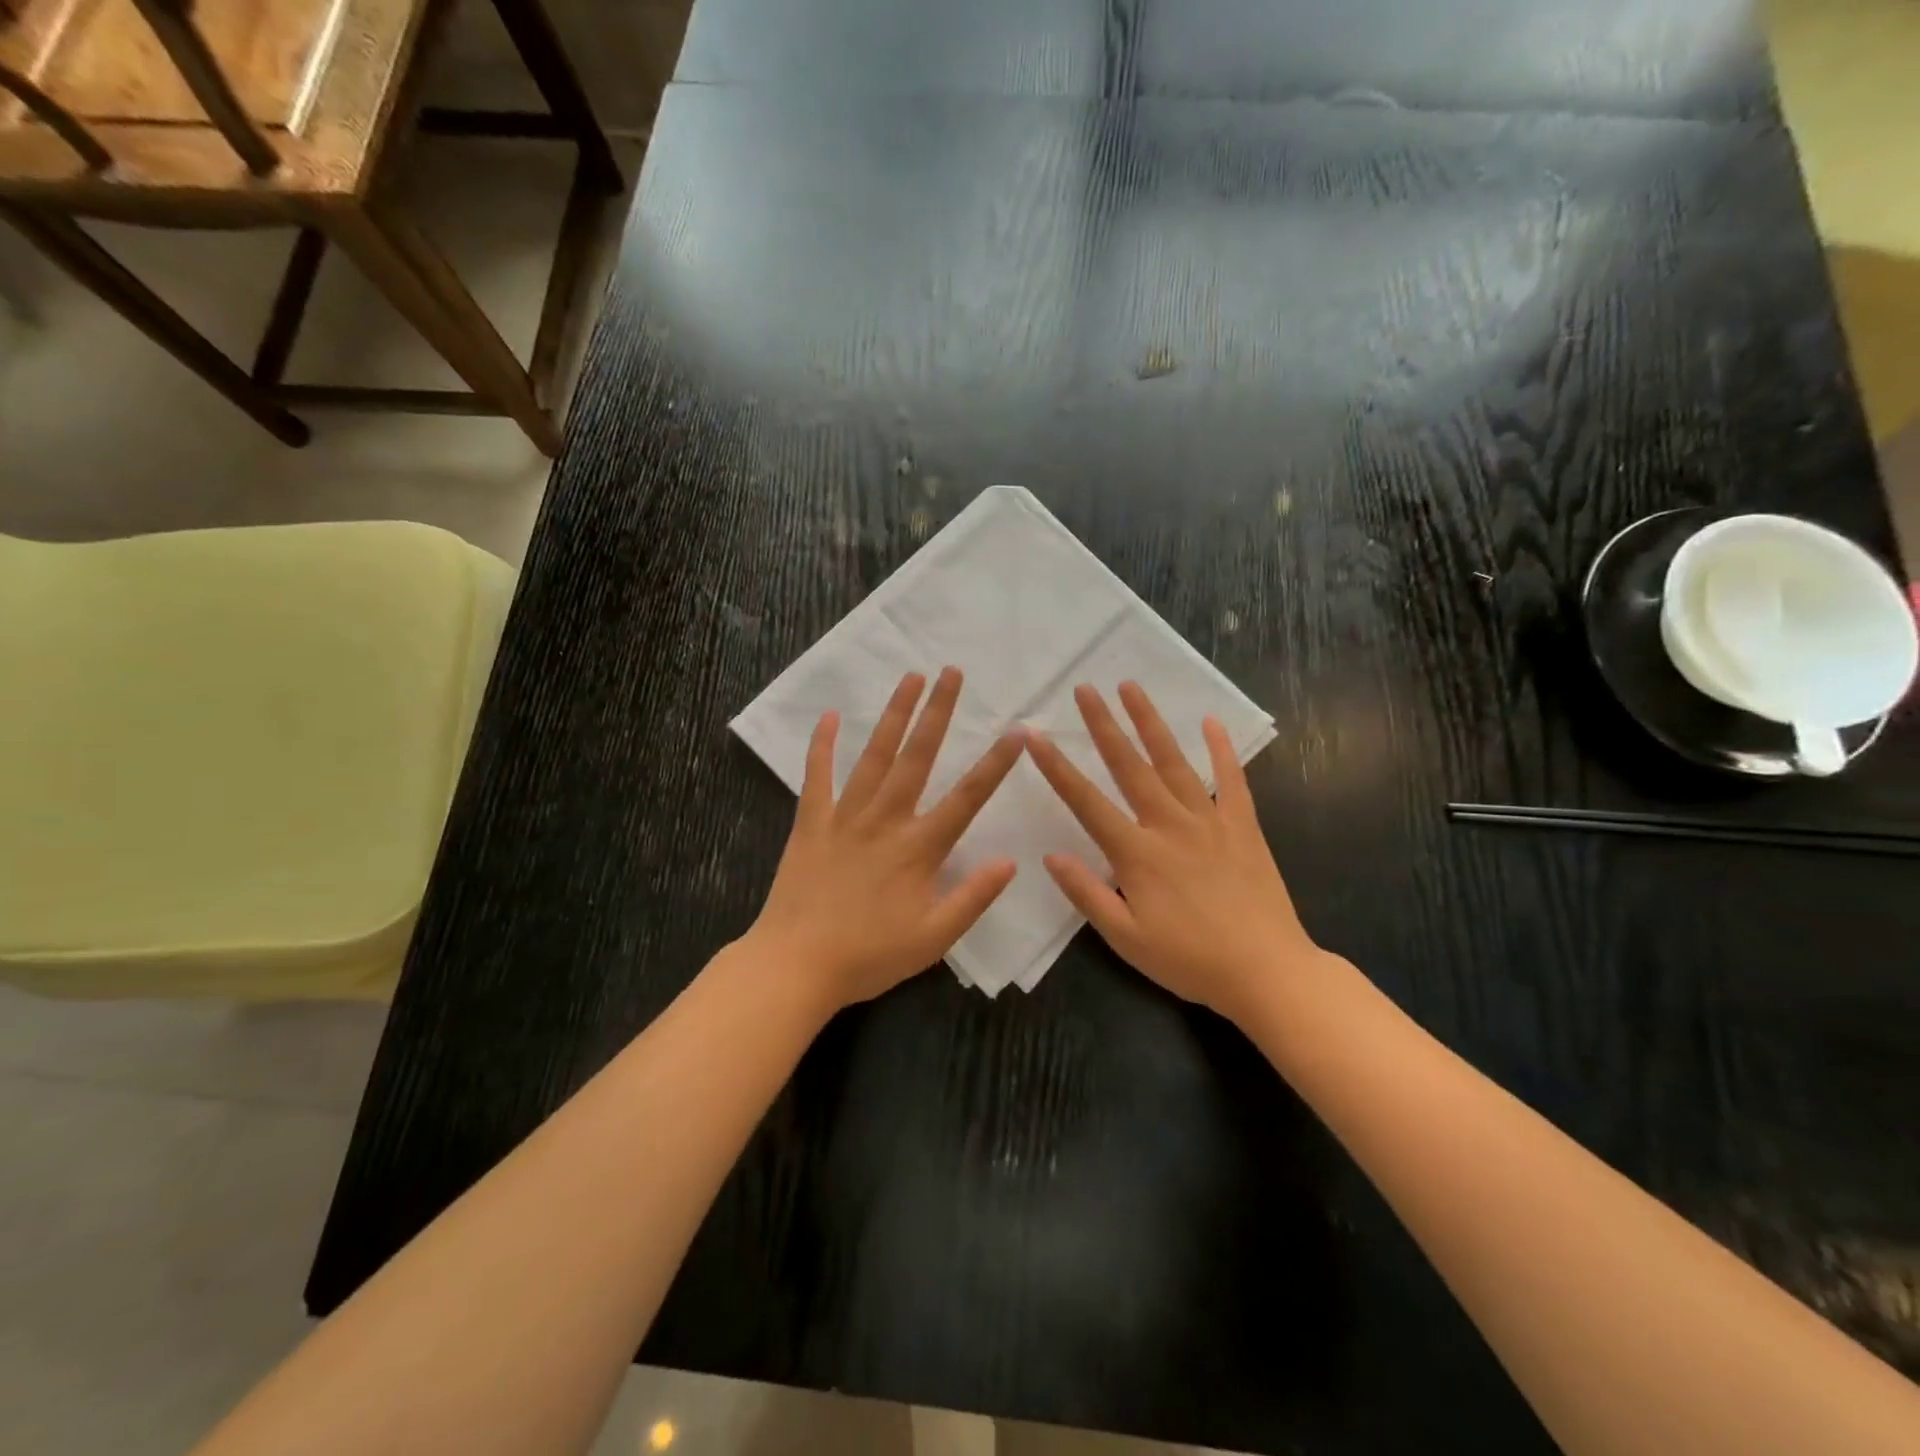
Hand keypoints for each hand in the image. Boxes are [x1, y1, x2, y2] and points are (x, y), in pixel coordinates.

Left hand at [748, 667, 1022, 1010]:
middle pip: (917, 757)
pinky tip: (831, 716)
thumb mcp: (933, 938)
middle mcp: (885, 820)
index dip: (995, 764)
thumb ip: (973, 898)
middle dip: (937, 712)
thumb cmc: (869, 956)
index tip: (1018, 731)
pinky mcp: (811, 822)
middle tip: (951, 672)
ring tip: (910, 677)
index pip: (967, 798)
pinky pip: (817, 776)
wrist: (796, 965)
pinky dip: (823, 745)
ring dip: (893, 714)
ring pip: (874, 755)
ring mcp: (845, 817)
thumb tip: (1010, 860)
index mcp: (918, 848)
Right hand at [1026, 682, 1319, 1022]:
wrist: (1267, 972)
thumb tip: (1050, 855)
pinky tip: (1210, 722)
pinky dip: (1222, 749)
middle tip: (1085, 689)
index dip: (1057, 767)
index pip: (1086, 801)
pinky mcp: (1243, 826)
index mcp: (1136, 853)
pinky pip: (1232, 779)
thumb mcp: (1125, 938)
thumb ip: (1087, 893)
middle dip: (1103, 725)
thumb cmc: (1189, 960)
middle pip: (1129, 766)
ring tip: (1131, 687)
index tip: (1034, 737)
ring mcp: (1210, 820)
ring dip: (1150, 722)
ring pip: (1174, 761)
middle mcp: (1169, 825)